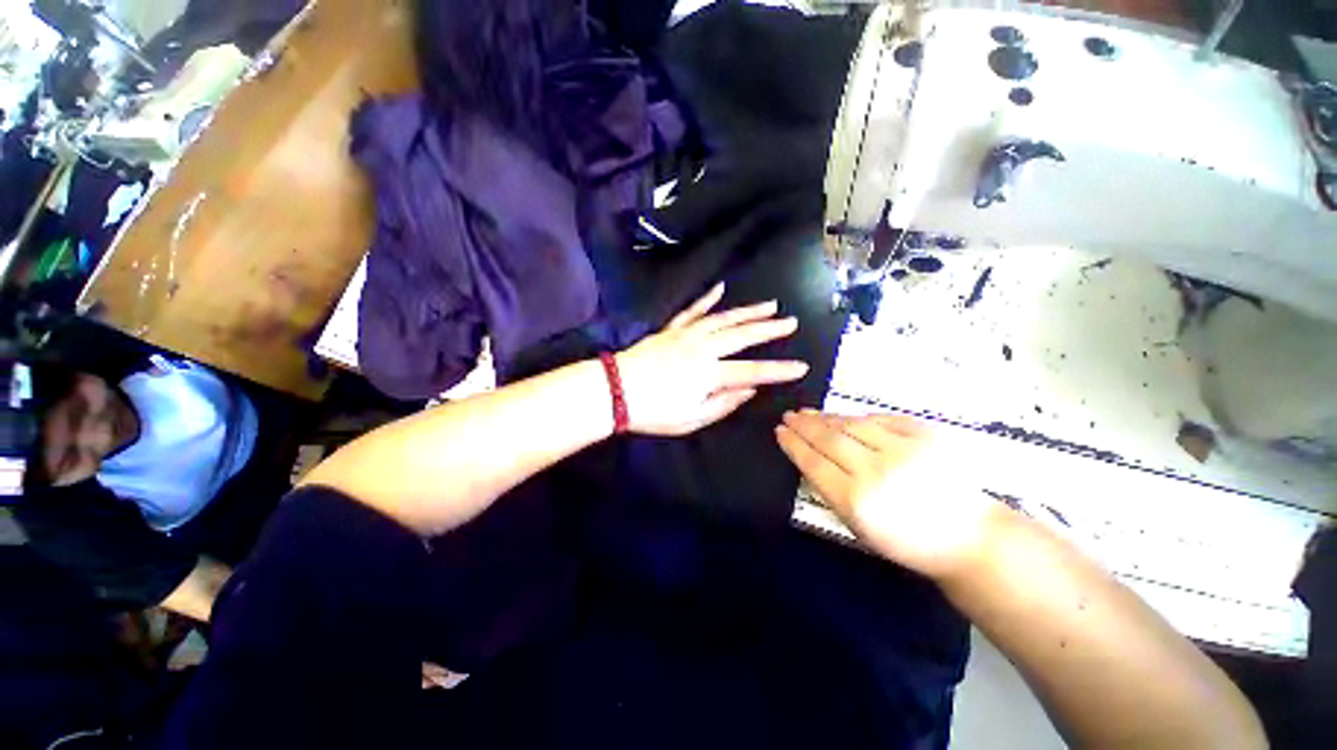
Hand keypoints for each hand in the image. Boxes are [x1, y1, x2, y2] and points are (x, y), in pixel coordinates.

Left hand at [616, 282, 809, 436]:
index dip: (779, 370)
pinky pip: (692, 310)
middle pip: (742, 336)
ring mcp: (687, 335)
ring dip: (748, 311)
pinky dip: (707, 298)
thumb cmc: (654, 411)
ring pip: (723, 318)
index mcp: (709, 373)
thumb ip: (723, 404)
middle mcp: (703, 348)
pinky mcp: (672, 329)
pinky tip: (720, 288)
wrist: (615, 390)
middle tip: (791, 322)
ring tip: (770, 305)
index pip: (753, 371)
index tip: (802, 367)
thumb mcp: (691, 419)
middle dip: (770, 330)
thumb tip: (749, 391)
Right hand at [776, 411, 1003, 579]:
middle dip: (804, 425)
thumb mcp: (859, 527)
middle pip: (828, 439)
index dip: (793, 444)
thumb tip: (809, 459)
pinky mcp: (925, 436)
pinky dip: (859, 418)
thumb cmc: (908, 541)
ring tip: (809, 413)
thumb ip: (830, 490)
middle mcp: (875, 471)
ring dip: (826, 417)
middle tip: (789, 416)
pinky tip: (845, 417)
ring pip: (852, 425)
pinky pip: (881, 419)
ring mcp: (902, 450)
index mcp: (856, 500)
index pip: (813, 462)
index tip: (780, 431)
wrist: (968, 537)